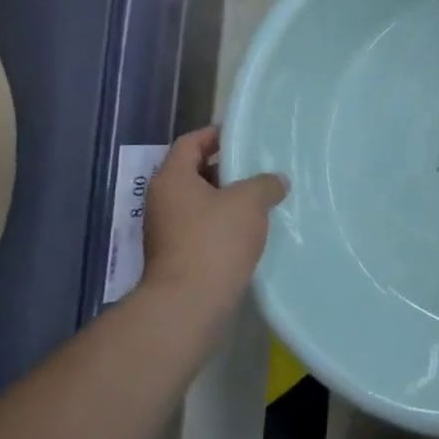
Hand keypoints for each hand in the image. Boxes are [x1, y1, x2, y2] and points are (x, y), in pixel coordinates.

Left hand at [140, 126, 287, 308]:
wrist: (189, 304)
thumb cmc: (215, 241)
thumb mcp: (249, 202)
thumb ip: (265, 183)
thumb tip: (276, 181)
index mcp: (172, 179)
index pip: (190, 143)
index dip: (215, 134)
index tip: (243, 135)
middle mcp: (163, 201)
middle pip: (195, 172)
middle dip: (226, 169)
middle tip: (258, 167)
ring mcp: (167, 231)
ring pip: (200, 203)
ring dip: (228, 199)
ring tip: (261, 198)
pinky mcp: (177, 256)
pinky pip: (203, 228)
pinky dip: (224, 224)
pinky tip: (251, 230)